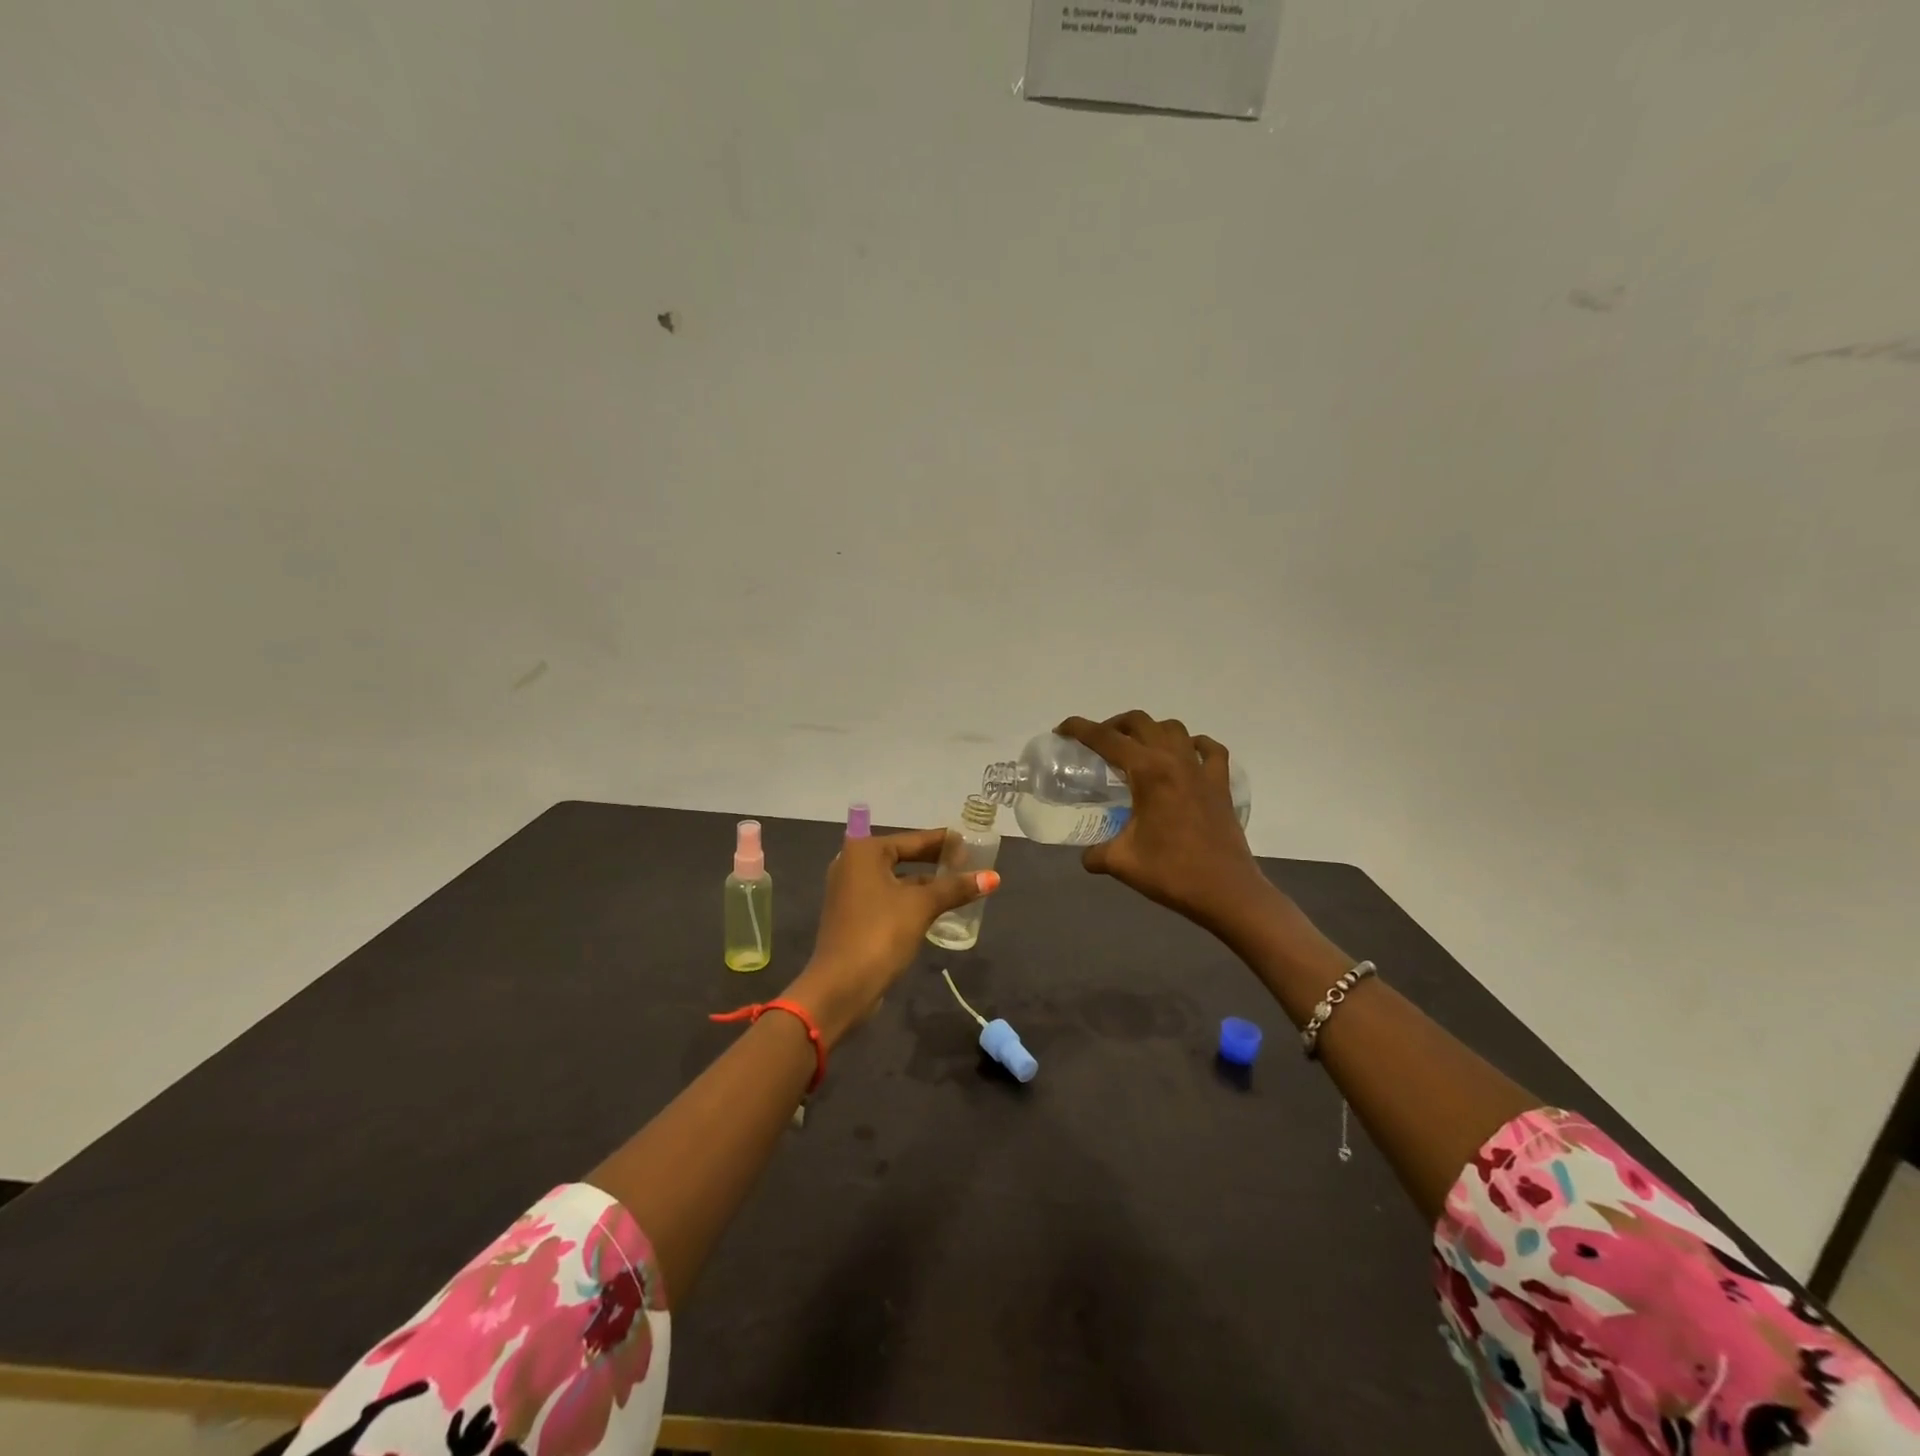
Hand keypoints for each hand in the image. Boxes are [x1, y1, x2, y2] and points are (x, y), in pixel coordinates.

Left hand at [786, 828, 999, 1046]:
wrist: (841, 987)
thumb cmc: (880, 934)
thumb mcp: (922, 906)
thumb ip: (955, 888)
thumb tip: (994, 877)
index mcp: (864, 852)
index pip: (913, 839)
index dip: (943, 842)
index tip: (969, 842)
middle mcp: (852, 865)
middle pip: (902, 857)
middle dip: (934, 862)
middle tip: (967, 863)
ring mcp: (849, 892)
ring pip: (896, 880)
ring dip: (924, 883)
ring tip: (958, 886)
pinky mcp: (853, 916)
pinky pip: (888, 899)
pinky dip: (910, 900)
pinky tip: (935, 909)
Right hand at [1057, 711, 1272, 935]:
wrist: (1226, 892)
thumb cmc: (1171, 873)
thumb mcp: (1121, 862)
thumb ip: (1097, 854)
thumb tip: (1087, 856)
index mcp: (1148, 772)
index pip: (1106, 739)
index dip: (1080, 729)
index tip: (1062, 730)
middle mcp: (1175, 760)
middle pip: (1140, 722)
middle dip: (1113, 725)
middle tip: (1098, 743)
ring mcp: (1202, 770)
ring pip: (1174, 729)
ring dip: (1150, 730)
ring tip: (1136, 749)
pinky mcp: (1221, 785)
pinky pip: (1210, 750)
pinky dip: (1194, 745)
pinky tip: (1185, 755)